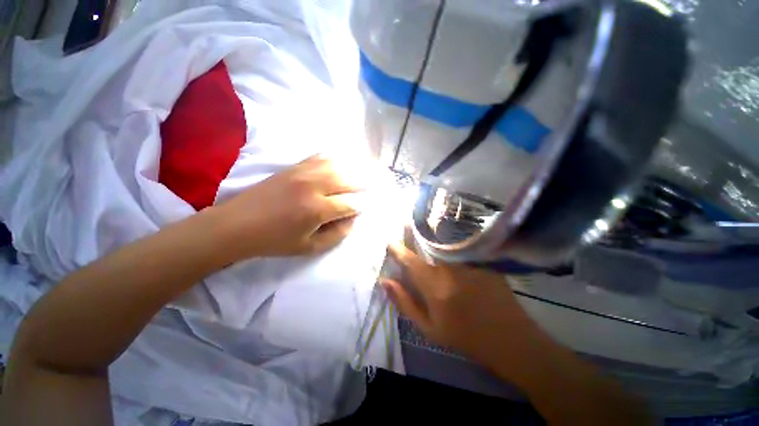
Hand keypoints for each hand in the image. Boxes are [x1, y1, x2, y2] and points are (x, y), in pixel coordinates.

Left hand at [214, 155, 365, 259]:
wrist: (237, 225)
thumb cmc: (274, 241)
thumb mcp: (309, 248)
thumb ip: (336, 235)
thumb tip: (352, 220)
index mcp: (317, 209)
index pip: (349, 204)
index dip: (359, 208)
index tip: (362, 210)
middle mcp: (313, 186)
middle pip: (347, 181)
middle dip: (361, 186)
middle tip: (368, 190)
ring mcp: (302, 173)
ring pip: (336, 166)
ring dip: (350, 171)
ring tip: (357, 177)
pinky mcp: (293, 167)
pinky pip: (319, 158)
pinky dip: (333, 160)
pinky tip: (338, 165)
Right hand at [382, 242, 534, 366]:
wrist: (509, 340)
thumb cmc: (465, 337)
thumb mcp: (429, 328)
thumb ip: (404, 302)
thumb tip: (385, 281)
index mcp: (434, 284)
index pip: (410, 260)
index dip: (398, 249)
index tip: (390, 242)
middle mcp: (450, 268)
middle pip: (428, 246)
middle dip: (416, 237)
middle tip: (408, 229)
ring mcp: (469, 262)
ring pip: (445, 246)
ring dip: (434, 241)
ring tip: (431, 238)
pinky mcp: (483, 261)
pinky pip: (461, 250)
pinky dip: (453, 248)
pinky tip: (454, 251)